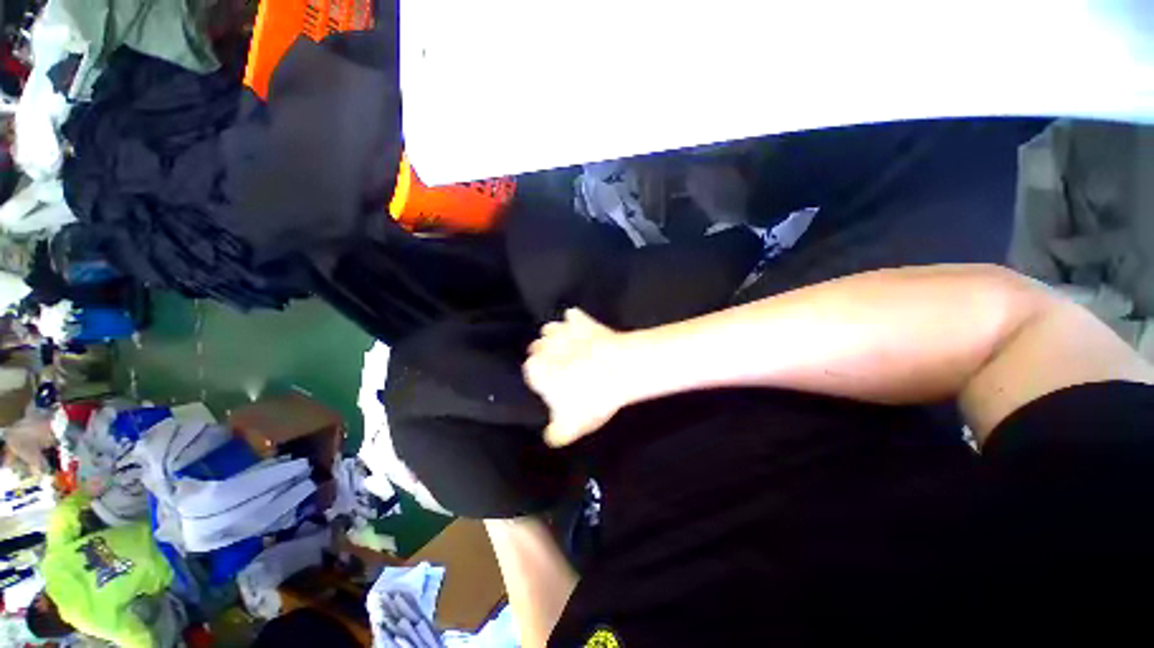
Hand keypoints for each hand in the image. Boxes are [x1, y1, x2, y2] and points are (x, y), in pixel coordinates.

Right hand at [524, 309, 627, 446]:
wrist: (618, 369)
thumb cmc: (590, 399)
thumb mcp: (570, 426)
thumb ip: (556, 432)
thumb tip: (550, 436)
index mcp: (536, 370)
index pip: (529, 371)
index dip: (540, 378)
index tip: (551, 384)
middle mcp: (543, 346)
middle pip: (537, 348)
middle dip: (545, 355)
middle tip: (562, 367)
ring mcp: (563, 330)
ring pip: (551, 329)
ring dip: (556, 337)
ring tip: (569, 347)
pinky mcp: (582, 321)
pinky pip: (573, 315)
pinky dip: (575, 320)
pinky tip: (581, 326)